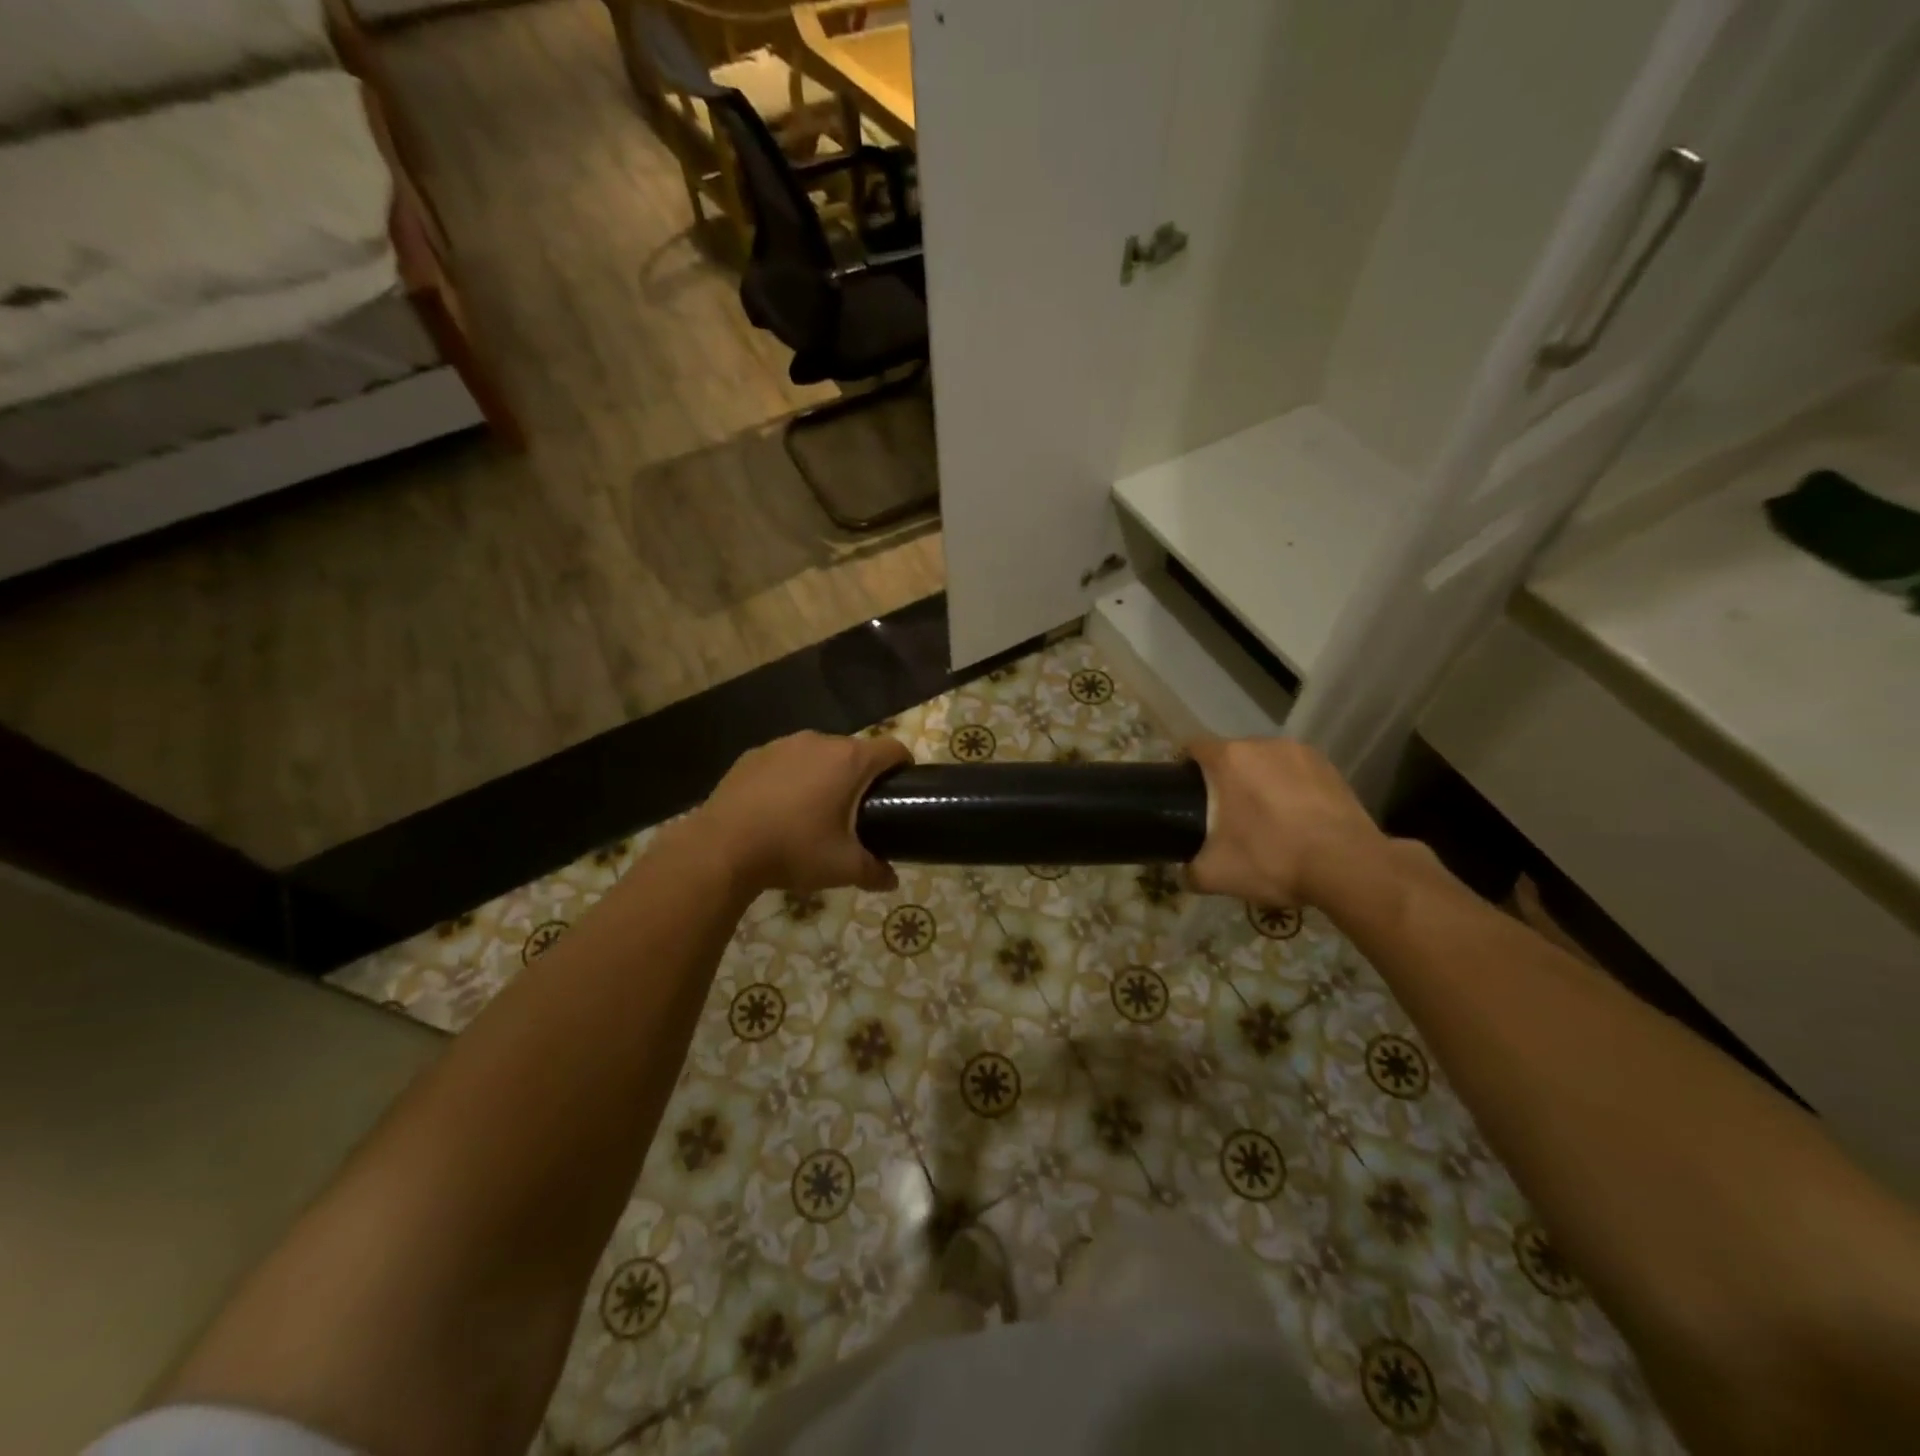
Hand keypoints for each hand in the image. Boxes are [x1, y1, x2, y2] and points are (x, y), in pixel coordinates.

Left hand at [689, 731, 911, 894]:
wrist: (722, 848)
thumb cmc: (793, 849)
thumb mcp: (842, 868)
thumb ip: (874, 872)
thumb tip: (891, 881)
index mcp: (849, 761)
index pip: (893, 749)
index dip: (903, 767)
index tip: (901, 790)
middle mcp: (819, 742)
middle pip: (854, 751)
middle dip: (861, 776)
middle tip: (858, 812)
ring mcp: (782, 745)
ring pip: (818, 754)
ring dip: (825, 774)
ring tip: (815, 810)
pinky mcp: (754, 755)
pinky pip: (785, 761)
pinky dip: (791, 777)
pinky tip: (779, 808)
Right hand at [1185, 737, 1387, 908]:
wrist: (1348, 867)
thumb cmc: (1272, 859)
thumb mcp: (1215, 874)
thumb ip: (1189, 870)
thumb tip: (1183, 871)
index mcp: (1229, 759)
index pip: (1193, 747)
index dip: (1184, 768)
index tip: (1185, 793)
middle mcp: (1263, 744)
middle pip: (1231, 754)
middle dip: (1224, 778)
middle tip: (1224, 814)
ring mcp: (1301, 752)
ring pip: (1266, 762)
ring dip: (1258, 781)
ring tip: (1264, 816)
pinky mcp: (1330, 767)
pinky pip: (1296, 771)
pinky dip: (1290, 787)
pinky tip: (1296, 818)